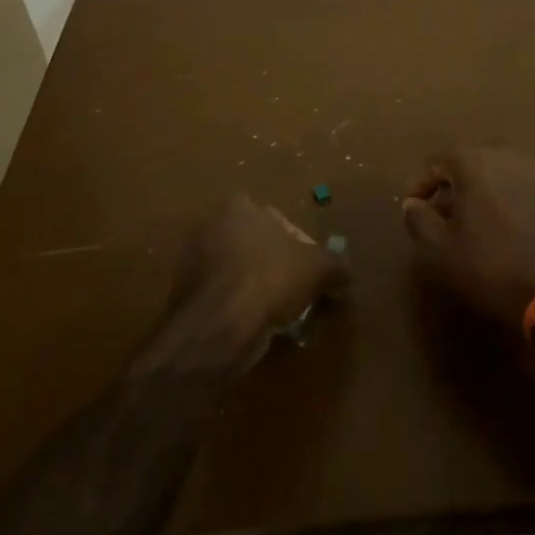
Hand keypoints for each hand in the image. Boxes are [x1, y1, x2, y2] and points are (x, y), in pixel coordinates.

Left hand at [158, 195, 341, 372]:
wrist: (220, 327)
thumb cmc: (271, 279)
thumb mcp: (319, 268)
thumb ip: (336, 265)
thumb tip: (345, 275)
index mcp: (240, 207)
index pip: (279, 220)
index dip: (300, 244)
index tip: (311, 269)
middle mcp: (213, 227)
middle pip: (259, 246)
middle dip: (279, 267)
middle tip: (300, 291)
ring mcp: (196, 262)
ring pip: (243, 274)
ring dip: (261, 290)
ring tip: (283, 315)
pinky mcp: (189, 297)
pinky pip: (227, 298)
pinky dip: (243, 309)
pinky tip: (260, 327)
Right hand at [401, 146, 534, 328]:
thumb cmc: (491, 266)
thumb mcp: (439, 249)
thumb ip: (419, 219)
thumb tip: (412, 204)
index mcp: (476, 161)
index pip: (438, 161)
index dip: (420, 184)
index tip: (412, 208)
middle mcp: (509, 156)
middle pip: (471, 163)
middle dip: (453, 185)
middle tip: (441, 214)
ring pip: (500, 174)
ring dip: (482, 192)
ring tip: (472, 224)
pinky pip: (523, 188)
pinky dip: (508, 201)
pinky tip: (505, 229)